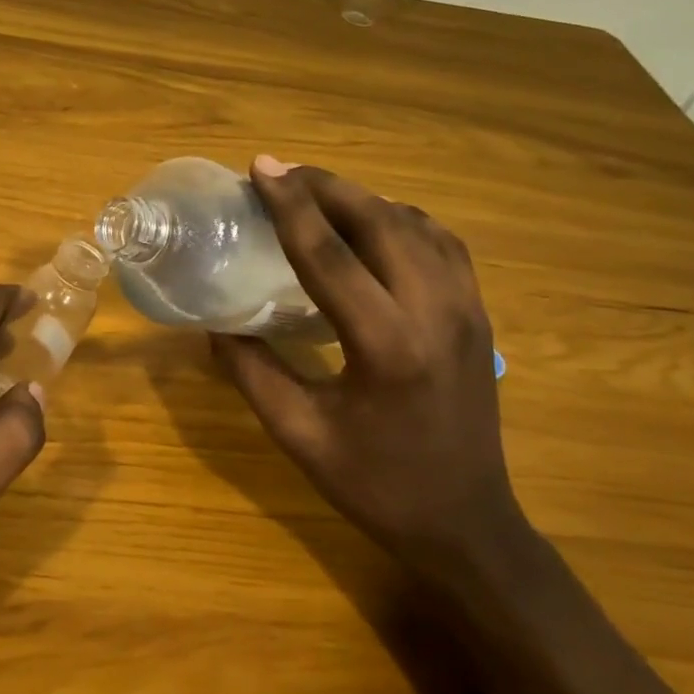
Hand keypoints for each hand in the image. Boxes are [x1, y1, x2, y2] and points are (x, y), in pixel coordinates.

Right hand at [209, 158, 523, 572]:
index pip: (328, 255)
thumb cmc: (376, 486)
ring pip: (415, 223)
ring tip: (317, 193)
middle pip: (379, 221)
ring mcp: (467, 309)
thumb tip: (214, 324)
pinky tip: (374, 225)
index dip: (289, 206)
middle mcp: (435, 312)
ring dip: (362, 199)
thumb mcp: (299, 435)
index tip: (260, 168)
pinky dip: (401, 219)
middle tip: (281, 173)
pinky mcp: (479, 314)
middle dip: (325, 187)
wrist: (467, 524)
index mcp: (386, 346)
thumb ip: (251, 373)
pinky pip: (442, 242)